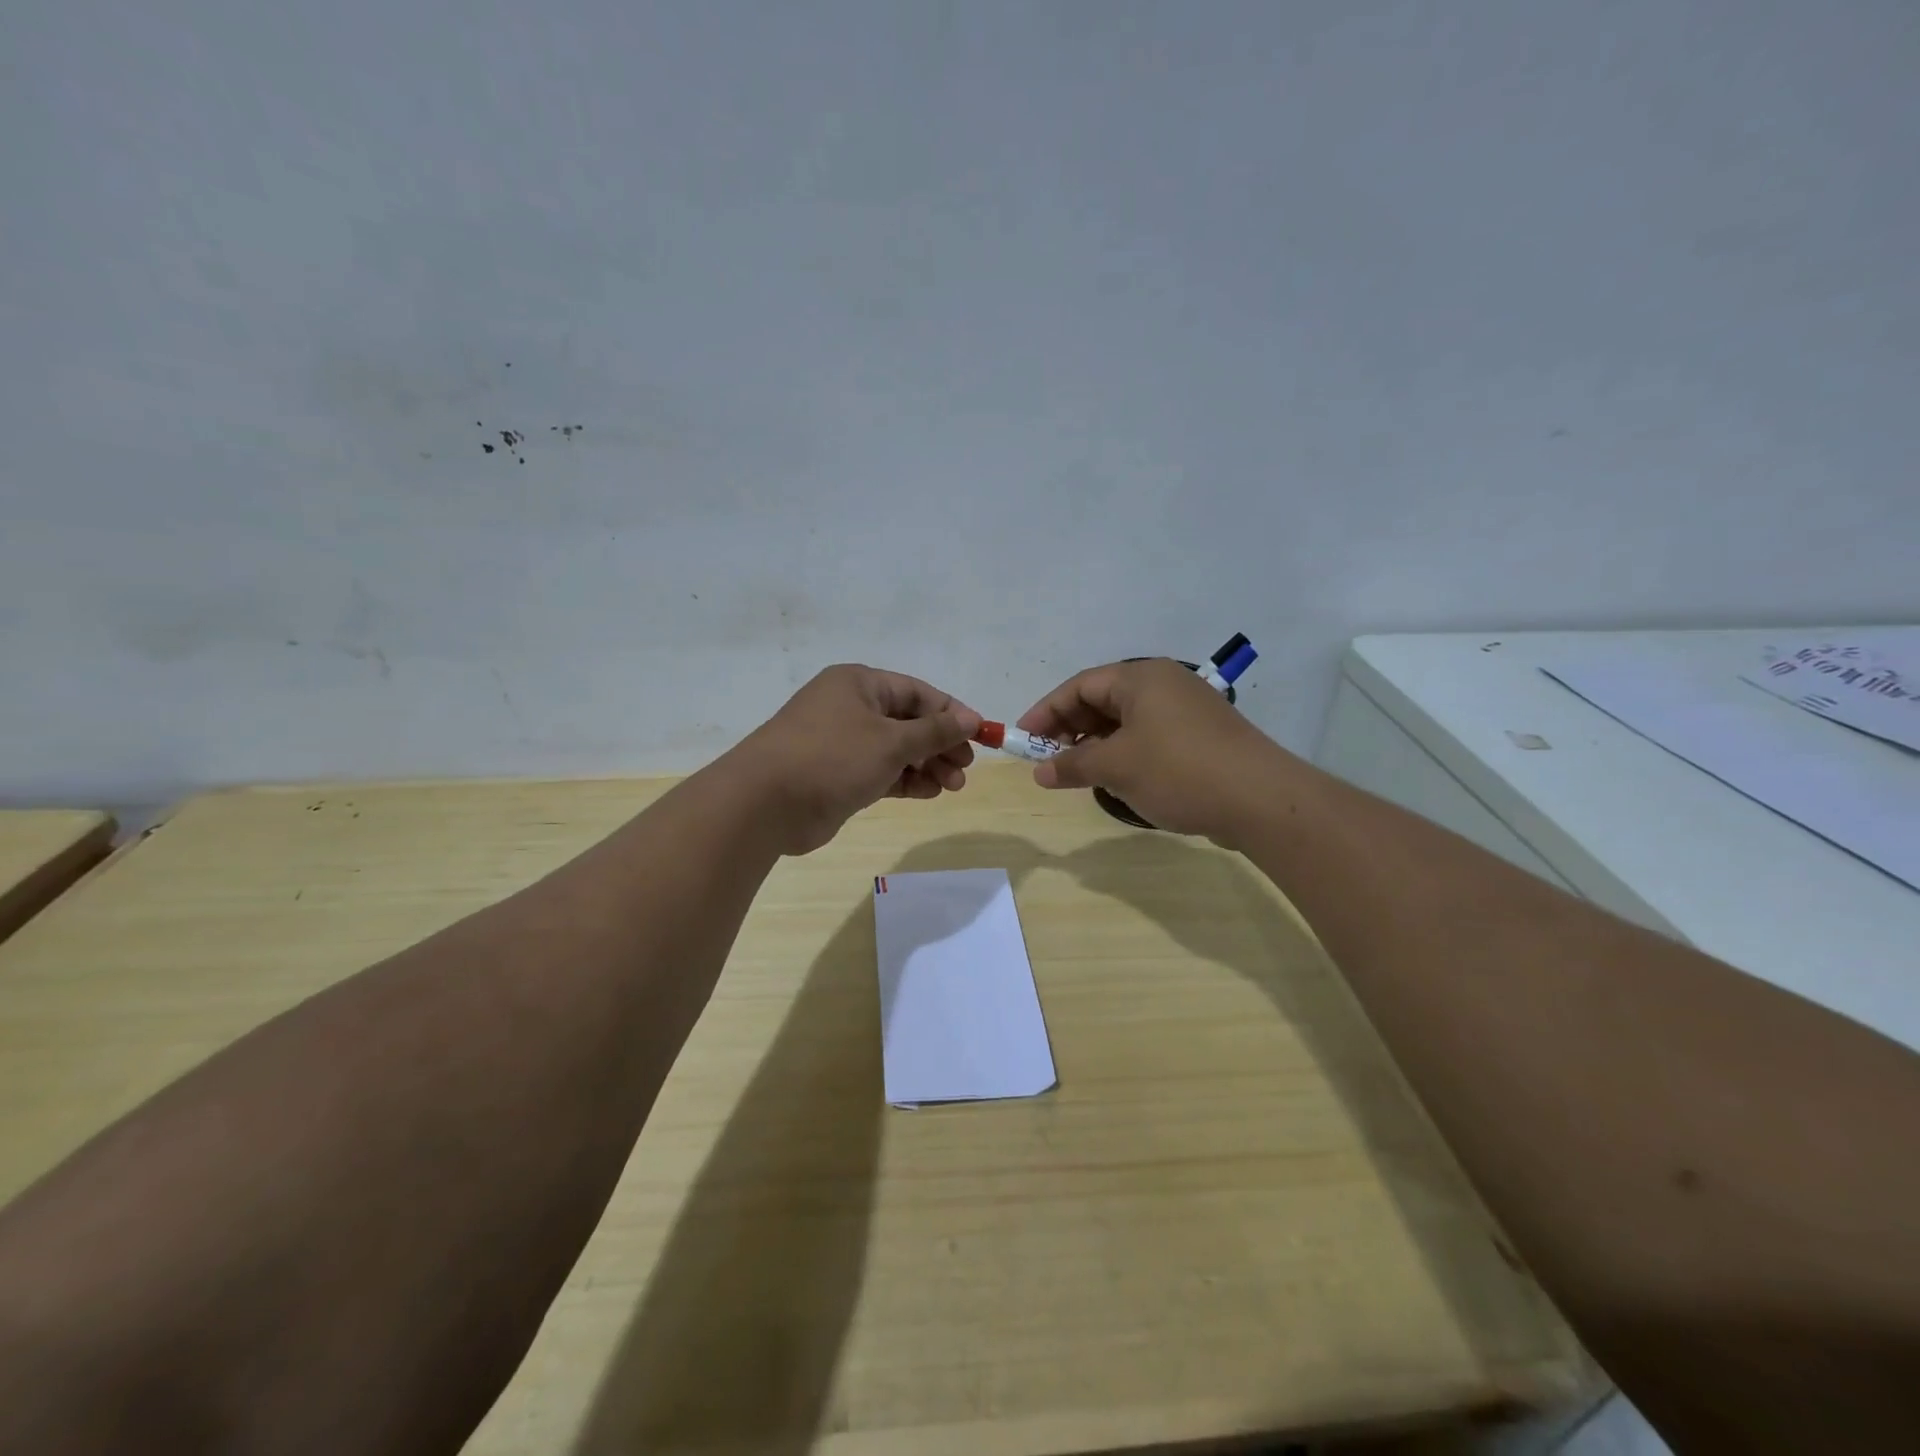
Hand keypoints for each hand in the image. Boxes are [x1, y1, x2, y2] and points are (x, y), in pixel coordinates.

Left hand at [726, 664, 981, 854]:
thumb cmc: (833, 758)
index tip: (979, 735)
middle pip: (908, 721)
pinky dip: (905, 780)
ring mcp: (842, 742)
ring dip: (926, 765)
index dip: (951, 713)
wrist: (765, 804)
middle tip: (965, 768)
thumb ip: (934, 731)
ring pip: (896, 749)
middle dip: (940, 744)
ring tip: (952, 786)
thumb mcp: (891, 741)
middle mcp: (850, 707)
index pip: (917, 692)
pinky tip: (928, 793)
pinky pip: (881, 771)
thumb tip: (970, 718)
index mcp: (859, 684)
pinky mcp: (837, 775)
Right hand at [1018, 657, 1289, 843]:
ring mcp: (1186, 709)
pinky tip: (1117, 780)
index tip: (1023, 740)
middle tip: (1050, 759)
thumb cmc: (1178, 771)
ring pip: (1125, 721)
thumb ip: (1072, 765)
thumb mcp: (1116, 767)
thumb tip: (1040, 772)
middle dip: (1070, 729)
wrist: (1261, 799)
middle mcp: (1163, 684)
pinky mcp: (1200, 736)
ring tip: (1079, 773)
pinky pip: (1148, 736)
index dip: (1046, 712)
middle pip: (1102, 700)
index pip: (1079, 686)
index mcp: (1141, 678)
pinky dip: (1124, 753)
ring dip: (1096, 745)